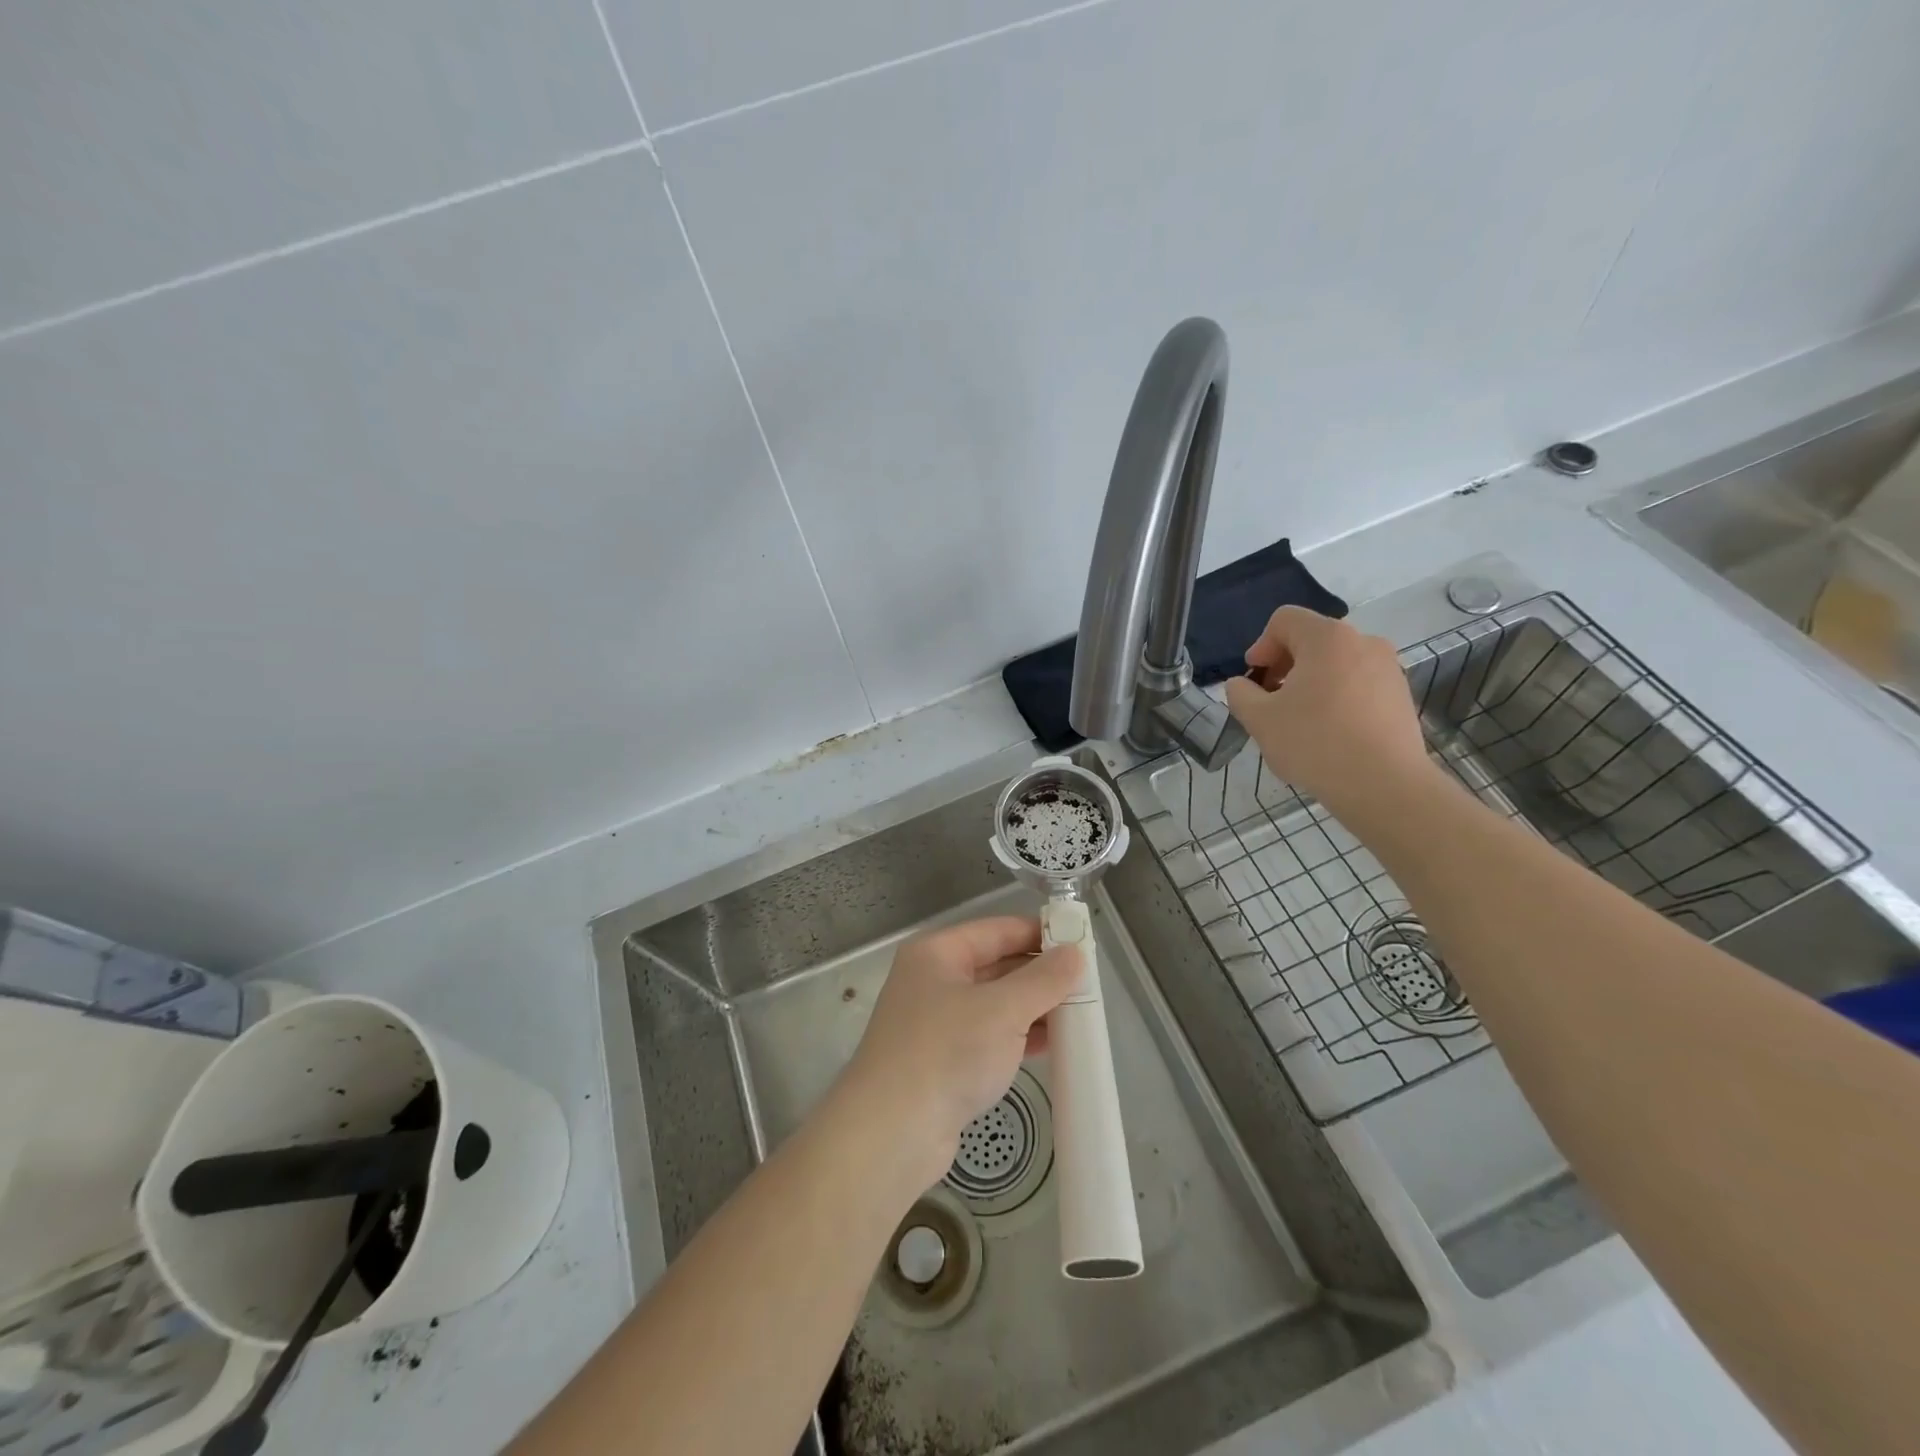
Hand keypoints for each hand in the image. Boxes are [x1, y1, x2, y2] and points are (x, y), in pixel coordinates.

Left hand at [841, 917, 1081, 1189]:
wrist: (891, 1133)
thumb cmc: (946, 1053)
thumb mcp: (1002, 1010)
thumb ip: (1043, 980)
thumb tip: (1075, 953)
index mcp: (938, 953)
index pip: (997, 930)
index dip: (1039, 934)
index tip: (1081, 944)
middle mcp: (934, 980)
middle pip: (997, 965)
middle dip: (1040, 975)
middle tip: (1088, 984)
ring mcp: (936, 1022)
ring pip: (995, 1004)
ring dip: (1034, 1008)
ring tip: (1081, 1015)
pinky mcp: (943, 1061)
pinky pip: (990, 1036)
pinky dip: (1020, 1037)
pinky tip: (1054, 1045)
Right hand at [1223, 606, 1434, 815]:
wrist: (1384, 785)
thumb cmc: (1314, 743)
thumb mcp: (1259, 719)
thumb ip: (1239, 694)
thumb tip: (1241, 686)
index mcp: (1327, 638)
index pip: (1284, 620)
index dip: (1260, 646)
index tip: (1254, 680)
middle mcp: (1363, 641)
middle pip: (1311, 640)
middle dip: (1284, 666)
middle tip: (1270, 702)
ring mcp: (1388, 668)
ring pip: (1336, 663)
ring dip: (1310, 683)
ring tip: (1299, 721)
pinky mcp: (1401, 695)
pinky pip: (1358, 684)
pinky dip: (1337, 698)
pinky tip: (1328, 733)